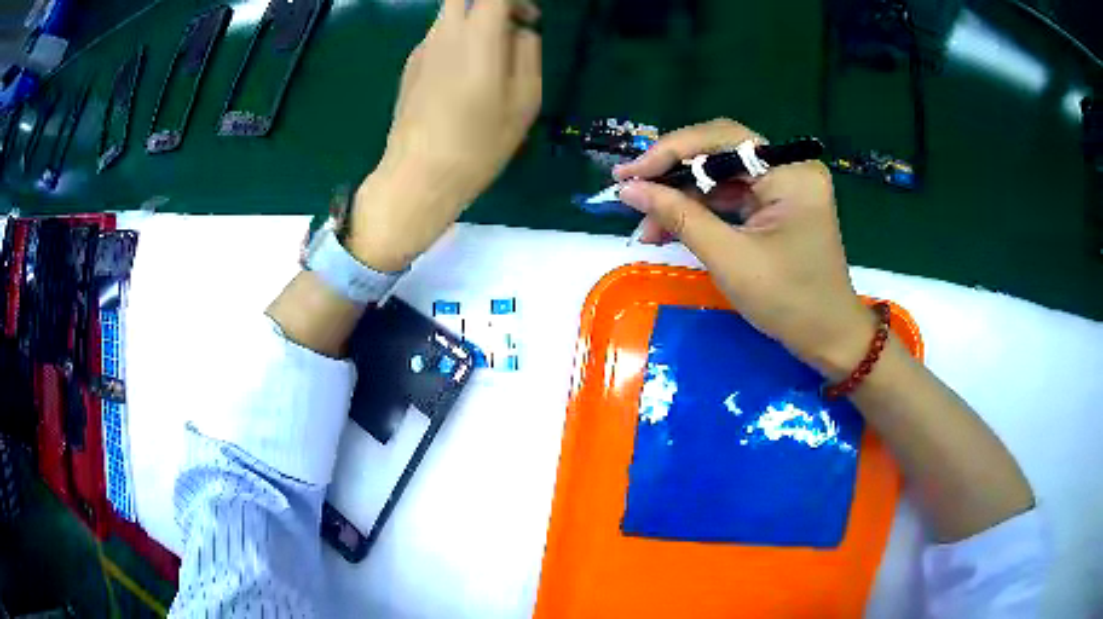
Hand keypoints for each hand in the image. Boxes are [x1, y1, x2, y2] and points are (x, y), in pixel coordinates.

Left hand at [347, 0, 541, 271]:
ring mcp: (422, 48)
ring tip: (492, 55)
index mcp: (477, 37)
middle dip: (493, 2)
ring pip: (450, 12)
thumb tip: (520, 31)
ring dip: (475, 20)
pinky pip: (438, 35)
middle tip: (511, 25)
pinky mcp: (410, 65)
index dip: (517, 0)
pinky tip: (464, 77)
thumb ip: (527, 53)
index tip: (531, 19)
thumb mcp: (525, 101)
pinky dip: (458, 39)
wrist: (418, 175)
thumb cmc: (479, 143)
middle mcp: (444, 32)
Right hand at [615, 118, 873, 377]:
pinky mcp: (777, 205)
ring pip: (719, 177)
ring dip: (681, 199)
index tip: (629, 174)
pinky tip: (668, 229)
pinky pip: (730, 197)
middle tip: (630, 191)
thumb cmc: (788, 301)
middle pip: (719, 153)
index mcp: (790, 173)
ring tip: (645, 227)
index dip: (671, 151)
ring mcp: (784, 186)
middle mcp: (790, 168)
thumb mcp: (729, 258)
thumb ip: (679, 217)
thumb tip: (629, 189)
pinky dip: (700, 212)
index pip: (723, 139)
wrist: (827, 338)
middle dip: (673, 174)